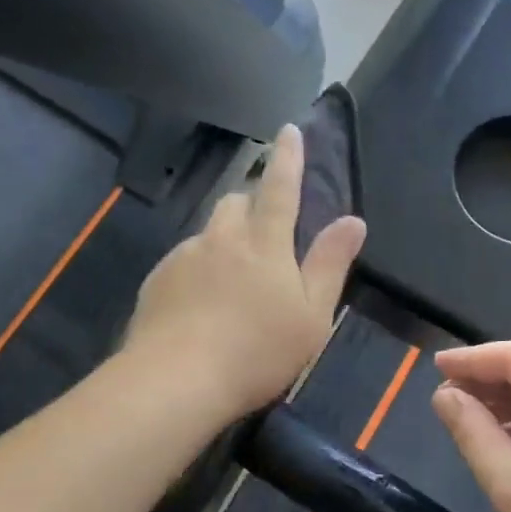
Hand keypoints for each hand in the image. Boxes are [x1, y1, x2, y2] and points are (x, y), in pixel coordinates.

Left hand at [124, 124, 365, 420]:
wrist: (175, 381)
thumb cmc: (257, 351)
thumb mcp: (311, 315)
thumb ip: (330, 263)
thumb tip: (353, 220)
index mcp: (264, 242)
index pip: (280, 187)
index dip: (288, 158)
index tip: (288, 130)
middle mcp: (222, 237)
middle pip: (236, 202)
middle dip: (251, 204)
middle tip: (264, 234)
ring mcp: (184, 256)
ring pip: (208, 233)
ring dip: (224, 242)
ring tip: (231, 283)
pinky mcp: (157, 280)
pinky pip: (184, 261)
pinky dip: (198, 270)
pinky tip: (200, 306)